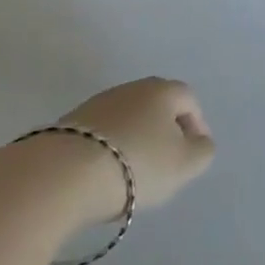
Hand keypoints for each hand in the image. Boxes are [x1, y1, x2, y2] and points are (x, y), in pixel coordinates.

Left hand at [59, 77, 215, 215]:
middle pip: (156, 107)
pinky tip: (103, 175)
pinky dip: (108, 150)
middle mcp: (130, 88)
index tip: (193, 154)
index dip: (197, 126)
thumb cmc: (136, 164)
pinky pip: (100, 135)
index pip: (189, 100)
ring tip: (132, 175)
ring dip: (135, 141)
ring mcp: (96, 104)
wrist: (62, 175)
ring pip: (127, 120)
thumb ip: (202, 151)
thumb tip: (199, 142)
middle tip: (165, 163)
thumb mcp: (185, 164)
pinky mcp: (68, 125)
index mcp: (162, 90)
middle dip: (164, 132)